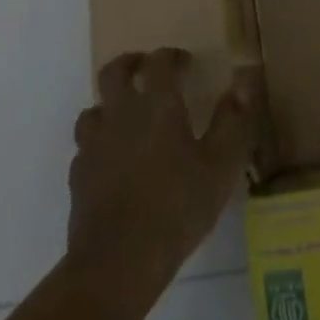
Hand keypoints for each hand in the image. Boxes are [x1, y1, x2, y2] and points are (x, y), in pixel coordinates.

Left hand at [67, 49, 256, 301]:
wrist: (117, 264)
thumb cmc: (177, 208)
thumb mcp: (220, 166)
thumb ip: (232, 122)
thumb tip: (241, 85)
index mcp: (158, 105)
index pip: (159, 62)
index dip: (171, 56)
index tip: (185, 63)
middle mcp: (121, 114)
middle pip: (114, 72)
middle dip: (130, 64)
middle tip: (145, 69)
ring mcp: (94, 145)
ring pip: (94, 108)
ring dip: (109, 104)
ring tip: (126, 116)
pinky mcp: (78, 177)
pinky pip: (85, 147)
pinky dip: (98, 144)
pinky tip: (111, 160)